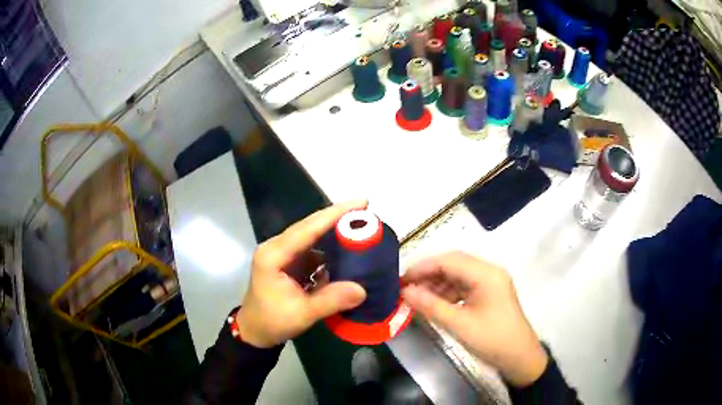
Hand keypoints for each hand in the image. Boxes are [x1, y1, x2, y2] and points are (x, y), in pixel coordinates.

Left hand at [235, 200, 367, 347]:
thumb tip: (362, 289)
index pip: (307, 229)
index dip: (334, 215)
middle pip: (310, 227)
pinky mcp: (289, 263)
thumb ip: (330, 300)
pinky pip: (313, 251)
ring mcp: (283, 254)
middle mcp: (277, 248)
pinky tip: (347, 251)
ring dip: (335, 233)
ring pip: (312, 237)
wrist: (255, 332)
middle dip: (337, 218)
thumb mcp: (301, 314)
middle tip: (366, 212)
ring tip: (361, 229)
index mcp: (274, 255)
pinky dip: (330, 250)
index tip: (360, 203)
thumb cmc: (272, 321)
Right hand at [401, 252, 547, 386]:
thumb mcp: (459, 324)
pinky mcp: (488, 294)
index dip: (423, 267)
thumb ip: (431, 306)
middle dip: (428, 274)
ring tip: (415, 298)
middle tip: (405, 288)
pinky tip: (433, 303)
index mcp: (486, 274)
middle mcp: (489, 272)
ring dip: (436, 284)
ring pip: (457, 275)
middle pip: (453, 264)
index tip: (400, 279)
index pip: (449, 260)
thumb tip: (404, 292)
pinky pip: (463, 287)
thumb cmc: (492, 340)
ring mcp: (490, 282)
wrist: (519, 358)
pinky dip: (447, 293)